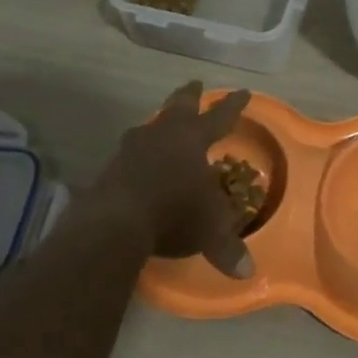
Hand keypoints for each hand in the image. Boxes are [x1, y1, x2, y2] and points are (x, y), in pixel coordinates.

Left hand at [96, 81, 253, 277]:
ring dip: (159, 122)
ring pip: (150, 125)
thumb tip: (247, 273)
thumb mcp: (209, 231)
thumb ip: (227, 247)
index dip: (234, 106)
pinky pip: (130, 152)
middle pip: (179, 106)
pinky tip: (138, 161)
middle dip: (190, 95)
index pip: (220, 117)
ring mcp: (132, 147)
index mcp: (193, 139)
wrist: (116, 221)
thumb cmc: (175, 213)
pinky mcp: (110, 166)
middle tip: (195, 83)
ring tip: (163, 122)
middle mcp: (163, 135)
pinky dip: (139, 152)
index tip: (243, 92)